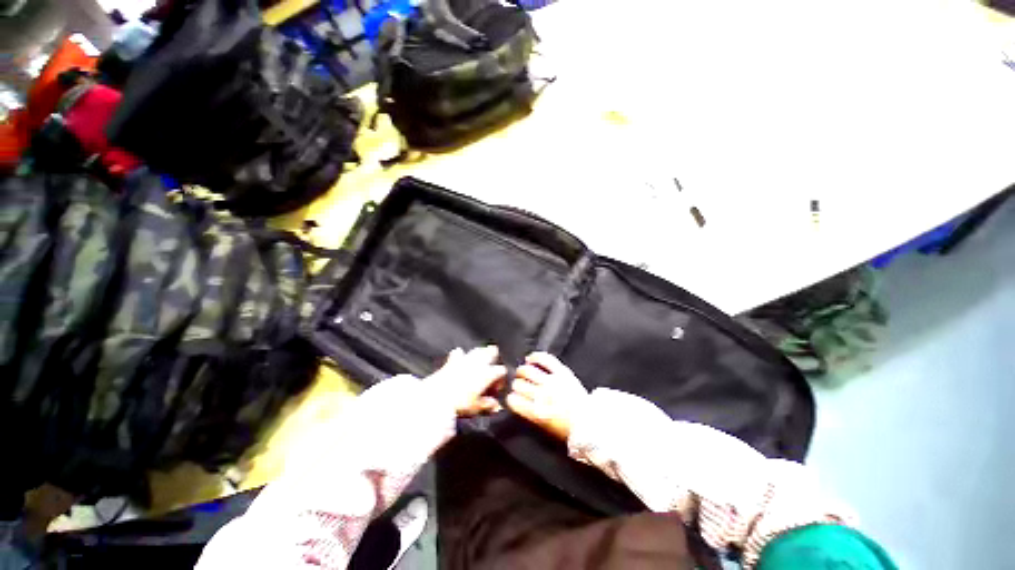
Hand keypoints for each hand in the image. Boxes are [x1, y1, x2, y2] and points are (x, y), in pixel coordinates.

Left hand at [428, 346, 506, 415]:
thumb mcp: (476, 407)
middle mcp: (479, 364)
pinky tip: (460, 354)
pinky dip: (460, 354)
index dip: (501, 379)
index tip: (496, 388)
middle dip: (493, 355)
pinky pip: (458, 353)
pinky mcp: (452, 361)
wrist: (437, 397)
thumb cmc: (460, 404)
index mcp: (488, 374)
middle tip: (494, 359)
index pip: (501, 371)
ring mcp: (465, 360)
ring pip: (477, 350)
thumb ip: (487, 405)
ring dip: (480, 352)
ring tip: (481, 355)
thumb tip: (495, 405)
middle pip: (491, 353)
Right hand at [507, 352, 588, 440]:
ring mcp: (552, 381)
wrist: (590, 421)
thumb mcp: (545, 428)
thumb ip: (530, 414)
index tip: (512, 397)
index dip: (511, 398)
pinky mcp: (561, 372)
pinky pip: (545, 359)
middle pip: (519, 385)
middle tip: (519, 385)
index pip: (514, 401)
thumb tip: (519, 402)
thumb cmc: (567, 428)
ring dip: (522, 372)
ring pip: (527, 371)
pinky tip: (530, 359)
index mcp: (537, 413)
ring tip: (522, 373)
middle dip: (516, 385)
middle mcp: (542, 395)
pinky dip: (535, 357)